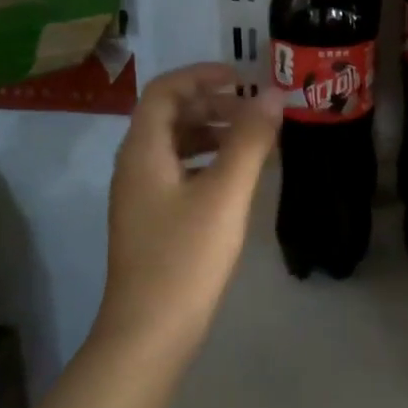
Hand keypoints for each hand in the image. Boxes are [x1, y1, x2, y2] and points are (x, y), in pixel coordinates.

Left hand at [101, 64, 280, 350]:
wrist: (149, 332)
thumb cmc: (186, 257)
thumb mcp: (225, 193)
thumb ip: (250, 140)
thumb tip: (273, 94)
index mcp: (143, 151)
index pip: (165, 91)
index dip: (202, 75)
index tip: (243, 77)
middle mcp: (135, 166)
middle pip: (168, 116)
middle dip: (212, 104)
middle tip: (255, 110)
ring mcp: (140, 196)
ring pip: (175, 146)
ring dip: (212, 133)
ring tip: (254, 140)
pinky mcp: (152, 221)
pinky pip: (179, 173)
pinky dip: (208, 162)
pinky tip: (236, 179)